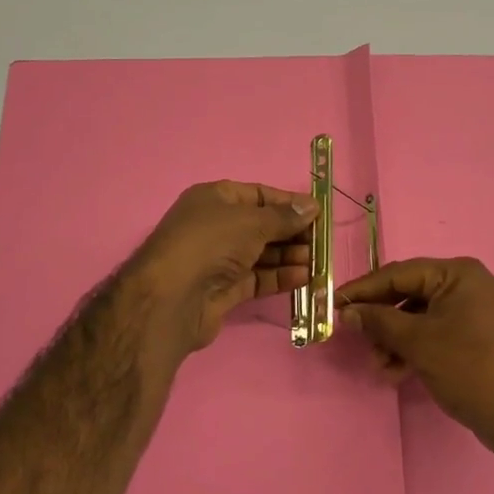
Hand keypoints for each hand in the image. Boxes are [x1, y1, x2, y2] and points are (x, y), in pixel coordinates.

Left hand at [126, 181, 316, 356]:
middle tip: (321, 241)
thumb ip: (284, 216)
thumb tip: (311, 206)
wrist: (172, 298)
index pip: (257, 195)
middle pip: (261, 226)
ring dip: (289, 256)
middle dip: (292, 233)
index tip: (317, 212)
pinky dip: (279, 277)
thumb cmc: (210, 244)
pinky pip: (257, 278)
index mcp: (214, 199)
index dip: (288, 203)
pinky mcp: (223, 290)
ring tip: (317, 262)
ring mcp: (218, 260)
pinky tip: (303, 278)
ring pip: (261, 254)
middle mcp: (215, 226)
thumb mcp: (251, 221)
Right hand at [338, 257, 493, 460]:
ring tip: (380, 366)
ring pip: (416, 318)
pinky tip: (395, 373)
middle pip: (407, 295)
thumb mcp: (418, 342)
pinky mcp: (470, 337)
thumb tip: (348, 312)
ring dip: (393, 340)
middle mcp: (465, 285)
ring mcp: (470, 312)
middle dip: (380, 321)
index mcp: (457, 274)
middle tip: (357, 340)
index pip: (399, 273)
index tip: (334, 303)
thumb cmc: (469, 368)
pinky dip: (411, 350)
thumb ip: (379, 322)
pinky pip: (431, 334)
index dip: (364, 289)